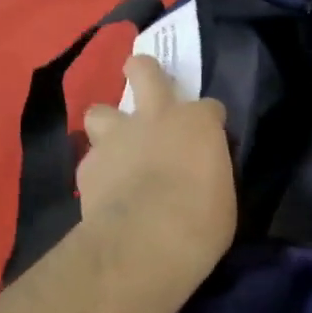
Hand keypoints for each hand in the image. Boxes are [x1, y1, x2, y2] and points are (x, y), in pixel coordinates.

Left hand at [79, 55, 236, 283]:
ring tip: (115, 145)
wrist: (146, 242)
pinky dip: (98, 170)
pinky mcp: (88, 167)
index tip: (210, 139)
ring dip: (108, 124)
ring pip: (100, 111)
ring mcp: (117, 138)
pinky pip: (91, 159)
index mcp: (197, 123)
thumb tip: (201, 175)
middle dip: (144, 70)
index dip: (209, 121)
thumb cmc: (201, 221)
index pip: (210, 107)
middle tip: (144, 81)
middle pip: (145, 71)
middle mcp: (156, 118)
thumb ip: (209, 172)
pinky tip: (104, 188)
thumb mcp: (223, 195)